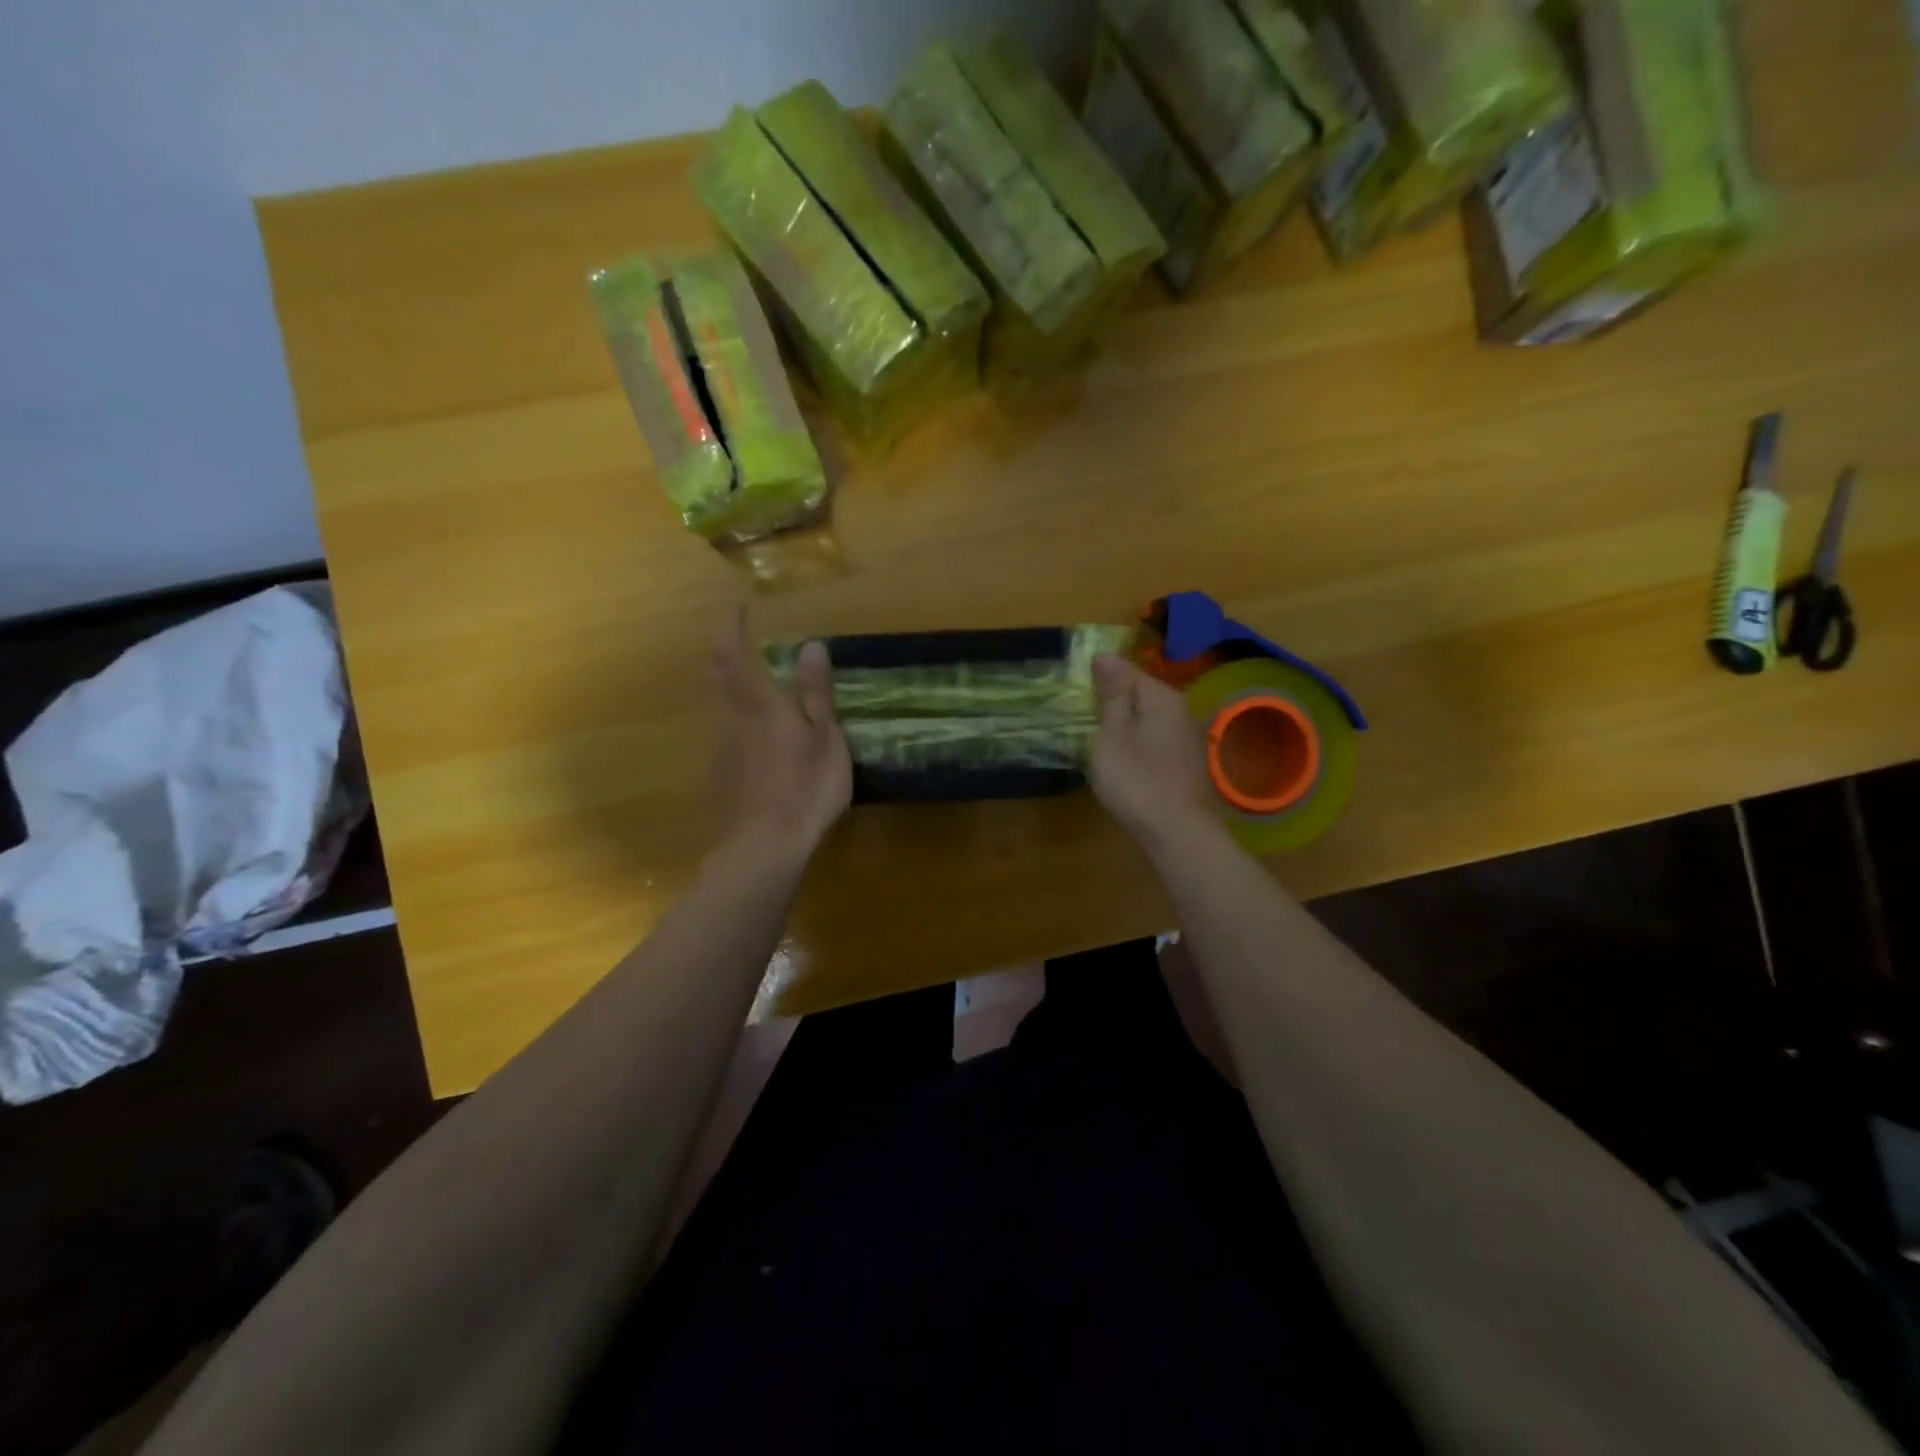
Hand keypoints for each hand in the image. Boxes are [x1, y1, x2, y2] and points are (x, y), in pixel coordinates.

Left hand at [709, 609, 851, 863]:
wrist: (763, 849)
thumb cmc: (805, 789)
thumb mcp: (825, 739)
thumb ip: (816, 693)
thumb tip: (811, 645)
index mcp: (759, 704)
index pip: (732, 653)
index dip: (731, 627)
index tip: (738, 607)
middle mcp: (732, 720)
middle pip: (719, 677)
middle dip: (727, 652)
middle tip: (741, 639)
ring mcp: (722, 750)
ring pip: (725, 709)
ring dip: (738, 692)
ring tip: (767, 696)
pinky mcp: (721, 776)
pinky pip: (731, 739)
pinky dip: (745, 728)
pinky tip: (766, 748)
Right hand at [1089, 654, 1217, 851]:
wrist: (1178, 834)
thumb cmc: (1137, 780)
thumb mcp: (1113, 734)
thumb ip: (1111, 695)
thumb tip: (1106, 655)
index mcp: (1161, 697)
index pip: (1126, 670)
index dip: (1098, 676)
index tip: (1073, 690)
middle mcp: (1180, 711)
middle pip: (1139, 695)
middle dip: (1111, 700)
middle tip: (1079, 714)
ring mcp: (1185, 739)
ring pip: (1146, 720)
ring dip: (1122, 725)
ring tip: (1095, 737)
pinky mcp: (1184, 765)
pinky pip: (1153, 742)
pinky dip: (1135, 746)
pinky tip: (1121, 762)